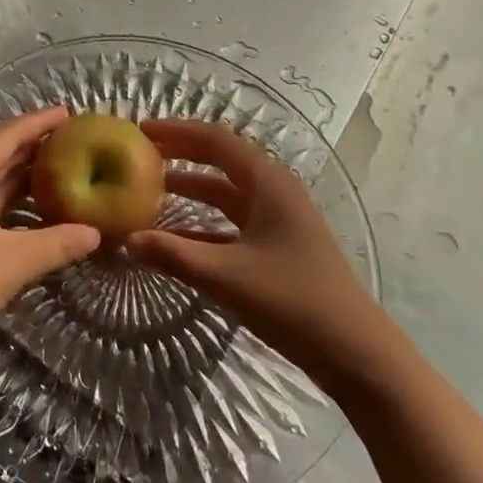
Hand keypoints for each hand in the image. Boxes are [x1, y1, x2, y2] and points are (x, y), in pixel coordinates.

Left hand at [0, 106, 100, 374]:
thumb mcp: (13, 261)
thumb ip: (57, 243)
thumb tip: (96, 232)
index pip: (7, 135)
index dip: (38, 122)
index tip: (69, 112)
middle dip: (34, 146)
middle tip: (73, 140)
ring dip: (24, 177)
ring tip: (63, 170)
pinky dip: (13, 204)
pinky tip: (36, 213)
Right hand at [126, 119, 400, 387]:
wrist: (356, 353)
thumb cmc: (294, 302)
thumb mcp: (227, 276)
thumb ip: (174, 255)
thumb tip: (125, 239)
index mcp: (268, 182)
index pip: (215, 139)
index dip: (176, 131)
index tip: (140, 129)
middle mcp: (273, 191)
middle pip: (220, 159)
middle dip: (181, 152)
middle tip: (140, 152)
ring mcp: (278, 219)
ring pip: (226, 191)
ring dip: (190, 186)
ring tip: (150, 187)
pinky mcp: (278, 246)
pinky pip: (232, 221)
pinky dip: (203, 222)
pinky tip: (175, 236)